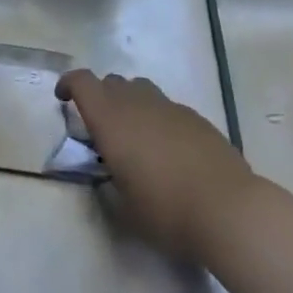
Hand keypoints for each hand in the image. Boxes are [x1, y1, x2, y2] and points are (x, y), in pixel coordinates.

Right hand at [55, 69, 257, 259]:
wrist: (229, 209)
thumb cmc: (167, 211)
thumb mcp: (125, 208)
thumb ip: (110, 183)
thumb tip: (109, 173)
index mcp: (111, 120)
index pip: (82, 82)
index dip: (69, 84)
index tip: (63, 99)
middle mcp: (137, 103)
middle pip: (111, 82)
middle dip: (100, 97)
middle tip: (102, 130)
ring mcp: (170, 107)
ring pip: (140, 89)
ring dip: (130, 103)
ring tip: (136, 136)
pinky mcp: (196, 117)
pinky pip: (166, 107)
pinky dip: (158, 118)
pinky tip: (169, 150)